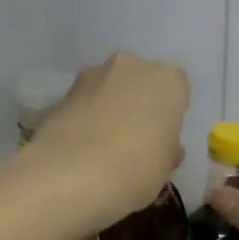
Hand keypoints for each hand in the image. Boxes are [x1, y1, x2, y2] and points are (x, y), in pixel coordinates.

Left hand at [21, 52, 188, 233]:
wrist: (72, 174)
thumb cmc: (136, 168)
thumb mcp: (165, 167)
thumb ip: (167, 148)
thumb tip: (165, 147)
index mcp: (167, 79)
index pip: (176, 90)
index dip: (168, 114)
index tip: (162, 138)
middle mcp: (131, 65)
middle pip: (139, 82)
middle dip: (137, 103)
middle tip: (134, 140)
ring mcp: (92, 75)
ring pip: (108, 88)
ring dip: (108, 107)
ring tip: (102, 146)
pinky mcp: (62, 92)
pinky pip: (83, 103)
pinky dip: (84, 117)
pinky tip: (81, 147)